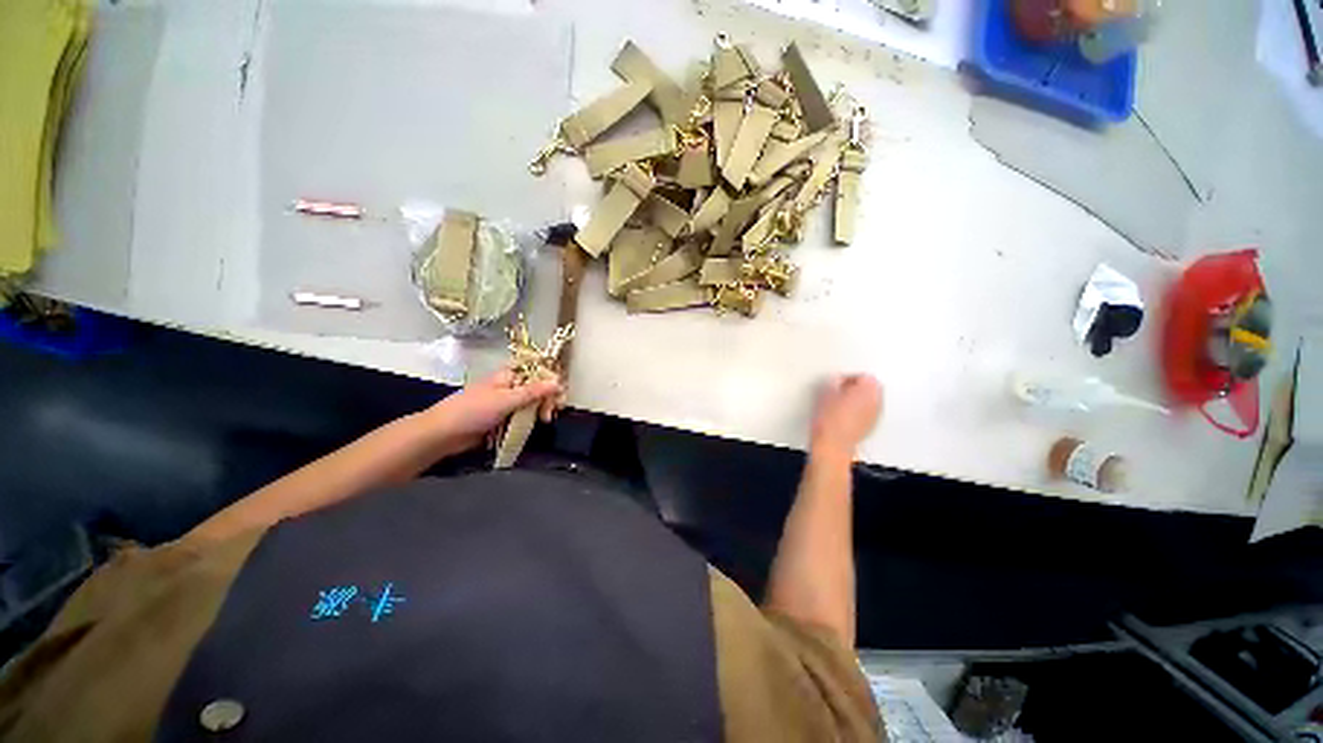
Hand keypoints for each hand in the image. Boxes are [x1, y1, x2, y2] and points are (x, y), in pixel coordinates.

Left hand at [425, 368, 563, 450]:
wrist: (444, 435)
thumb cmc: (472, 411)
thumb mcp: (506, 400)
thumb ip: (533, 392)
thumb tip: (558, 382)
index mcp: (508, 376)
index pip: (537, 372)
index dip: (550, 380)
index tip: (559, 393)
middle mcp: (509, 387)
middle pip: (537, 388)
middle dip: (547, 399)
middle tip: (551, 412)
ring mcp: (506, 403)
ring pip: (532, 403)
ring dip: (541, 410)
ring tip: (544, 420)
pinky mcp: (503, 418)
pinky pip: (523, 416)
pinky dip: (531, 420)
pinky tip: (537, 425)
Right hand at [809, 374, 882, 460]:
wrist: (832, 444)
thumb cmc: (828, 421)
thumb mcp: (825, 394)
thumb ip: (833, 382)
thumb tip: (836, 380)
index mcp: (866, 391)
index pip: (865, 376)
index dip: (849, 377)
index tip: (838, 382)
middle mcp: (875, 402)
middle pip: (872, 387)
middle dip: (858, 387)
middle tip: (841, 390)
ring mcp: (875, 415)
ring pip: (871, 400)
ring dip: (860, 398)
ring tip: (842, 402)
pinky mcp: (871, 426)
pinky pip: (869, 412)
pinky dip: (860, 410)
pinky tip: (846, 414)